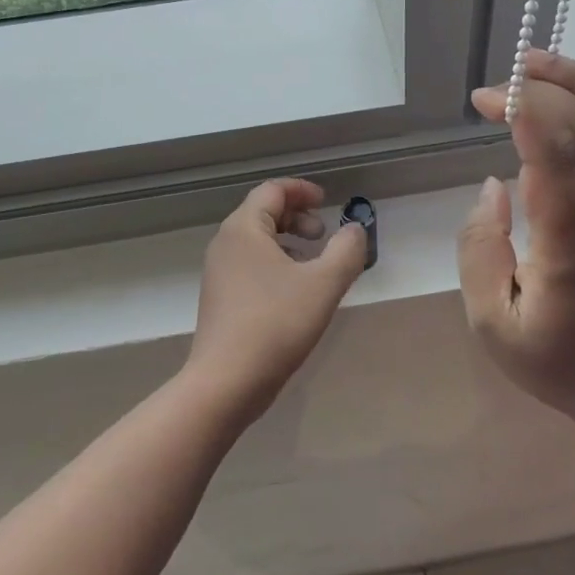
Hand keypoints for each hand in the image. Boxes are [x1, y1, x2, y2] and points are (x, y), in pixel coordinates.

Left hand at [185, 179, 369, 427]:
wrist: (225, 384)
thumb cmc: (275, 325)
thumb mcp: (323, 284)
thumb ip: (346, 250)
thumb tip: (355, 230)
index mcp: (244, 229)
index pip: (272, 190)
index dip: (302, 190)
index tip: (327, 202)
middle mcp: (226, 243)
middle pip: (262, 212)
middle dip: (297, 217)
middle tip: (323, 235)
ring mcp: (219, 273)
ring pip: (257, 241)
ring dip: (288, 241)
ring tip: (314, 264)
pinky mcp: (220, 299)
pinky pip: (250, 265)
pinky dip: (276, 263)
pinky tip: (295, 292)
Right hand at [458, 51, 574, 440]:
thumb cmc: (560, 364)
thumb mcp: (492, 326)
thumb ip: (479, 250)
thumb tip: (492, 186)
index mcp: (573, 250)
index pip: (561, 161)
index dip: (525, 114)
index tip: (486, 100)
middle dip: (541, 91)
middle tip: (494, 87)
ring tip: (533, 61)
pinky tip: (567, 92)